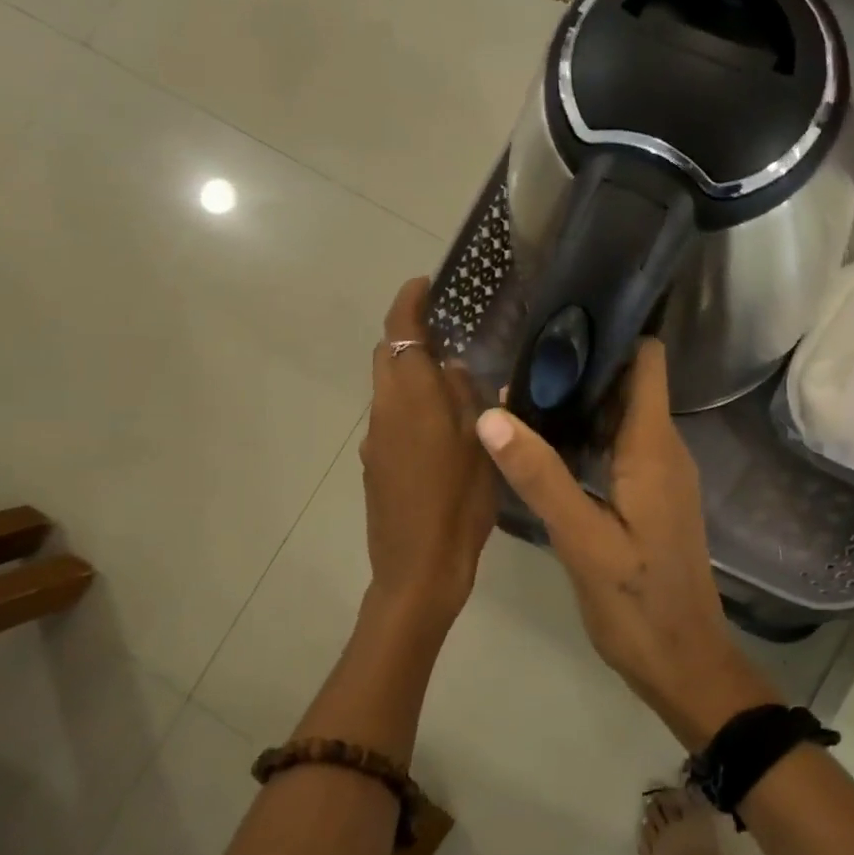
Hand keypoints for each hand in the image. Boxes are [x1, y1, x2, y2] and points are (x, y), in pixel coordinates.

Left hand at [360, 278, 495, 634]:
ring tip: (455, 386)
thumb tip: (452, 366)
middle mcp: (384, 412)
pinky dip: (410, 408)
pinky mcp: (373, 464)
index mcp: (411, 400)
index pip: (399, 333)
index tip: (426, 284)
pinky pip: (390, 419)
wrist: (417, 570)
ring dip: (413, 375)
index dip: (408, 302)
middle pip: (388, 357)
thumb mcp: (480, 447)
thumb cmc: (458, 506)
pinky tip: (441, 432)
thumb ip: (465, 399)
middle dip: (411, 336)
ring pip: (389, 390)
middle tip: (452, 335)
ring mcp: (374, 440)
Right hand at [473, 339, 778, 747]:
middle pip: (628, 383)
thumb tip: (492, 413)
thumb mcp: (581, 540)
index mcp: (654, 447)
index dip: (614, 332)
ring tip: (522, 385)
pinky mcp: (650, 497)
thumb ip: (539, 475)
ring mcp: (659, 475)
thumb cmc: (637, 604)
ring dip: (580, 400)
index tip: (563, 314)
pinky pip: (618, 447)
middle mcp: (663, 450)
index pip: (647, 362)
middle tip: (521, 350)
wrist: (682, 662)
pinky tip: (544, 440)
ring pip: (620, 416)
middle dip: (582, 363)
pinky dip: (585, 434)